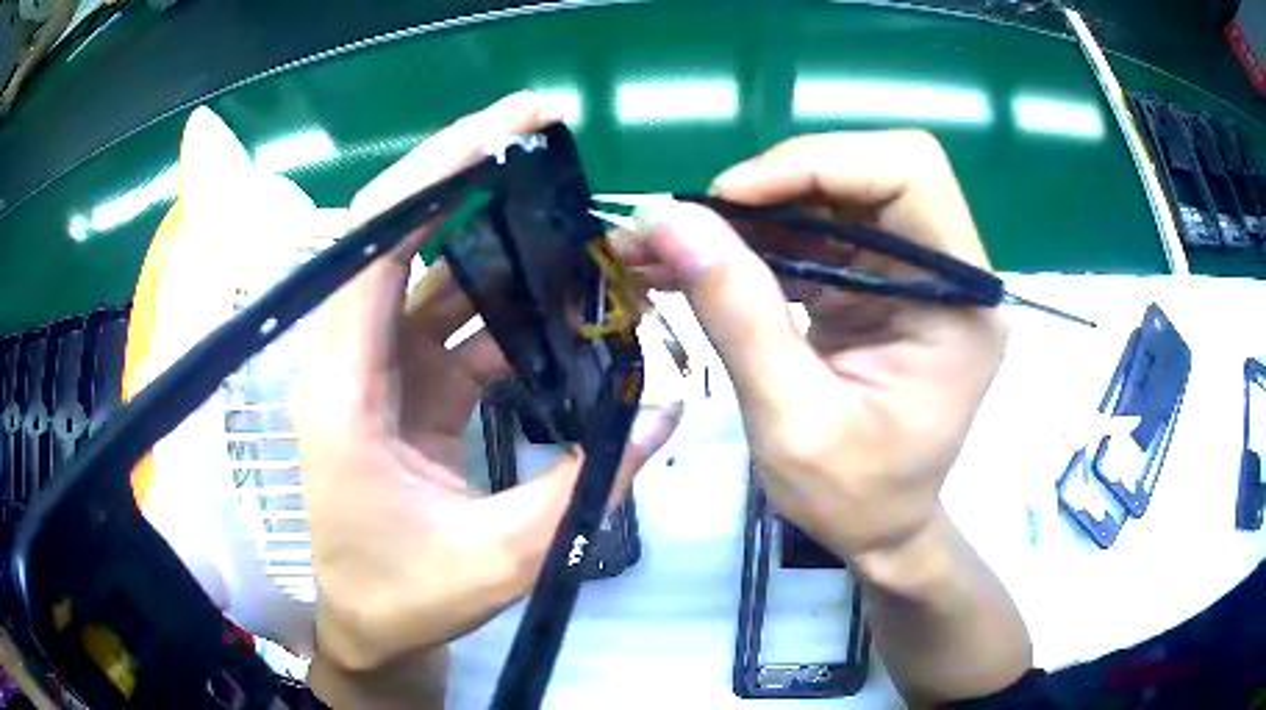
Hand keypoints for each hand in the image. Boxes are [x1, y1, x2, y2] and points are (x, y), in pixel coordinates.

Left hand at [296, 93, 681, 702]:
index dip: (434, 174)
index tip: (501, 128)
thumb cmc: (406, 599)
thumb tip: (667, 412)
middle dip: (468, 176)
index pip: (375, 245)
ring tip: (574, 216)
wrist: (369, 629)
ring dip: (501, 246)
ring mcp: (376, 373)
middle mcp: (350, 362)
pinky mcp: (402, 391)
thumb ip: (589, 482)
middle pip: (400, 239)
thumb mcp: (503, 556)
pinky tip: (561, 298)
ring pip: (435, 280)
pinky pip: (454, 328)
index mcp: (345, 388)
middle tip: (541, 131)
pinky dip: (506, 308)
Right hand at [619, 130, 1027, 701]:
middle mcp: (946, 271)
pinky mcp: (875, 284)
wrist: (879, 530)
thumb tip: (668, 221)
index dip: (819, 163)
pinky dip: (751, 242)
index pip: (909, 173)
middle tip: (692, 225)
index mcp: (959, 301)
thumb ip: (737, 315)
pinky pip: (813, 235)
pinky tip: (693, 264)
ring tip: (665, 244)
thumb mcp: (792, 421)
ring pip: (830, 197)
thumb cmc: (856, 498)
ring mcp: (911, 274)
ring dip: (747, 215)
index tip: (732, 198)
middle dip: (774, 186)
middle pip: (866, 172)